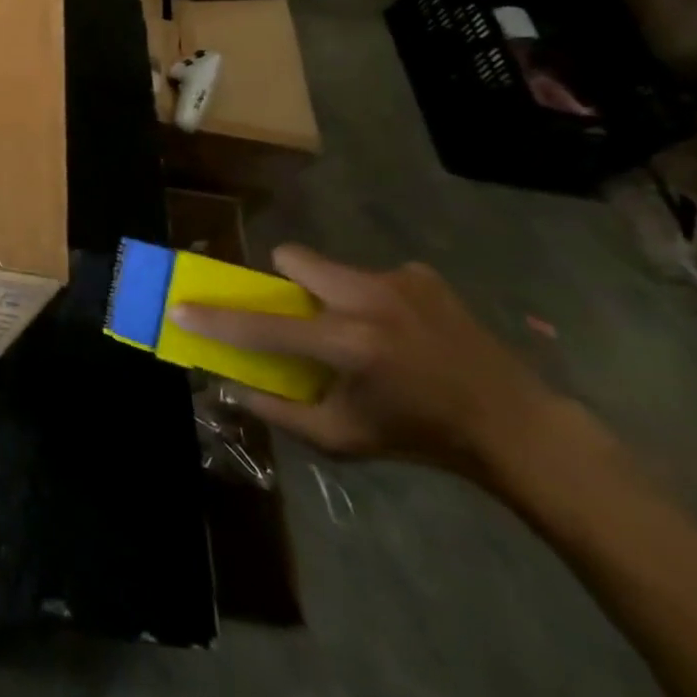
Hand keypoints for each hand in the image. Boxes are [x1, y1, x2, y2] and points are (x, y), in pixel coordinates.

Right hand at [174, 245, 556, 478]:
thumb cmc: (421, 436)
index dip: (216, 319)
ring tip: (362, 330)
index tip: (180, 307)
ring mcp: (398, 280)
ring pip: (331, 266)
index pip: (262, 326)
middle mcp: (368, 300)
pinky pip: (371, 274)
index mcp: (348, 345)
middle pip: (291, 257)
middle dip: (284, 281)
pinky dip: (371, 297)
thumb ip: (280, 413)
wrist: (516, 425)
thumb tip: (228, 386)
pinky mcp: (421, 274)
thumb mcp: (344, 439)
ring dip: (330, 292)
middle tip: (300, 315)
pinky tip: (401, 330)